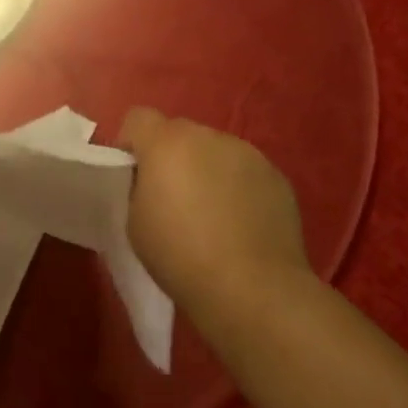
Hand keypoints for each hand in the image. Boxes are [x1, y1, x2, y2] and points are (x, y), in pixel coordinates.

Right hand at [118, 108, 311, 327]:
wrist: (253, 289)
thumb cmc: (180, 256)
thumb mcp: (135, 222)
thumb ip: (139, 187)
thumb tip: (153, 181)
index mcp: (166, 143)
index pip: (138, 118)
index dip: (131, 143)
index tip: (134, 176)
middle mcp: (208, 136)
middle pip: (179, 132)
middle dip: (171, 157)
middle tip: (173, 199)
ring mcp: (247, 153)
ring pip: (215, 151)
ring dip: (207, 170)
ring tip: (212, 214)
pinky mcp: (276, 176)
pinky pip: (245, 172)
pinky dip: (238, 188)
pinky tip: (241, 225)